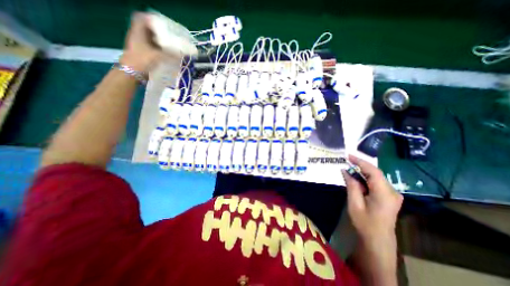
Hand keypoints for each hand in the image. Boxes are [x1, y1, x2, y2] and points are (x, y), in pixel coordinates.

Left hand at [118, 13, 166, 72]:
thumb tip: (183, 54)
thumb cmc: (142, 60)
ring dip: (161, 41)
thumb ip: (171, 54)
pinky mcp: (143, 53)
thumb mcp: (158, 56)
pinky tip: (167, 52)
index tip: (166, 25)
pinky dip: (160, 49)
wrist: (132, 72)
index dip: (154, 20)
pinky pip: (153, 47)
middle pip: (149, 29)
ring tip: (171, 44)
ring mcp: (140, 44)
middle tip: (171, 35)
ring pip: (151, 39)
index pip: (144, 19)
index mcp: (138, 31)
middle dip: (160, 32)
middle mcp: (138, 35)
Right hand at [342, 155, 402, 242]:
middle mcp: (392, 192)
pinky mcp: (390, 196)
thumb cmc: (365, 223)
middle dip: (360, 166)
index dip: (360, 161)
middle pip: (375, 173)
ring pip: (376, 177)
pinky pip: (376, 182)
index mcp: (384, 194)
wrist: (378, 240)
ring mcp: (393, 194)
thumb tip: (346, 170)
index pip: (373, 171)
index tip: (348, 155)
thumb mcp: (354, 203)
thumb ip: (352, 185)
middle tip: (346, 161)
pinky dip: (366, 178)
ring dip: (362, 172)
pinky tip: (357, 179)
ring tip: (349, 169)